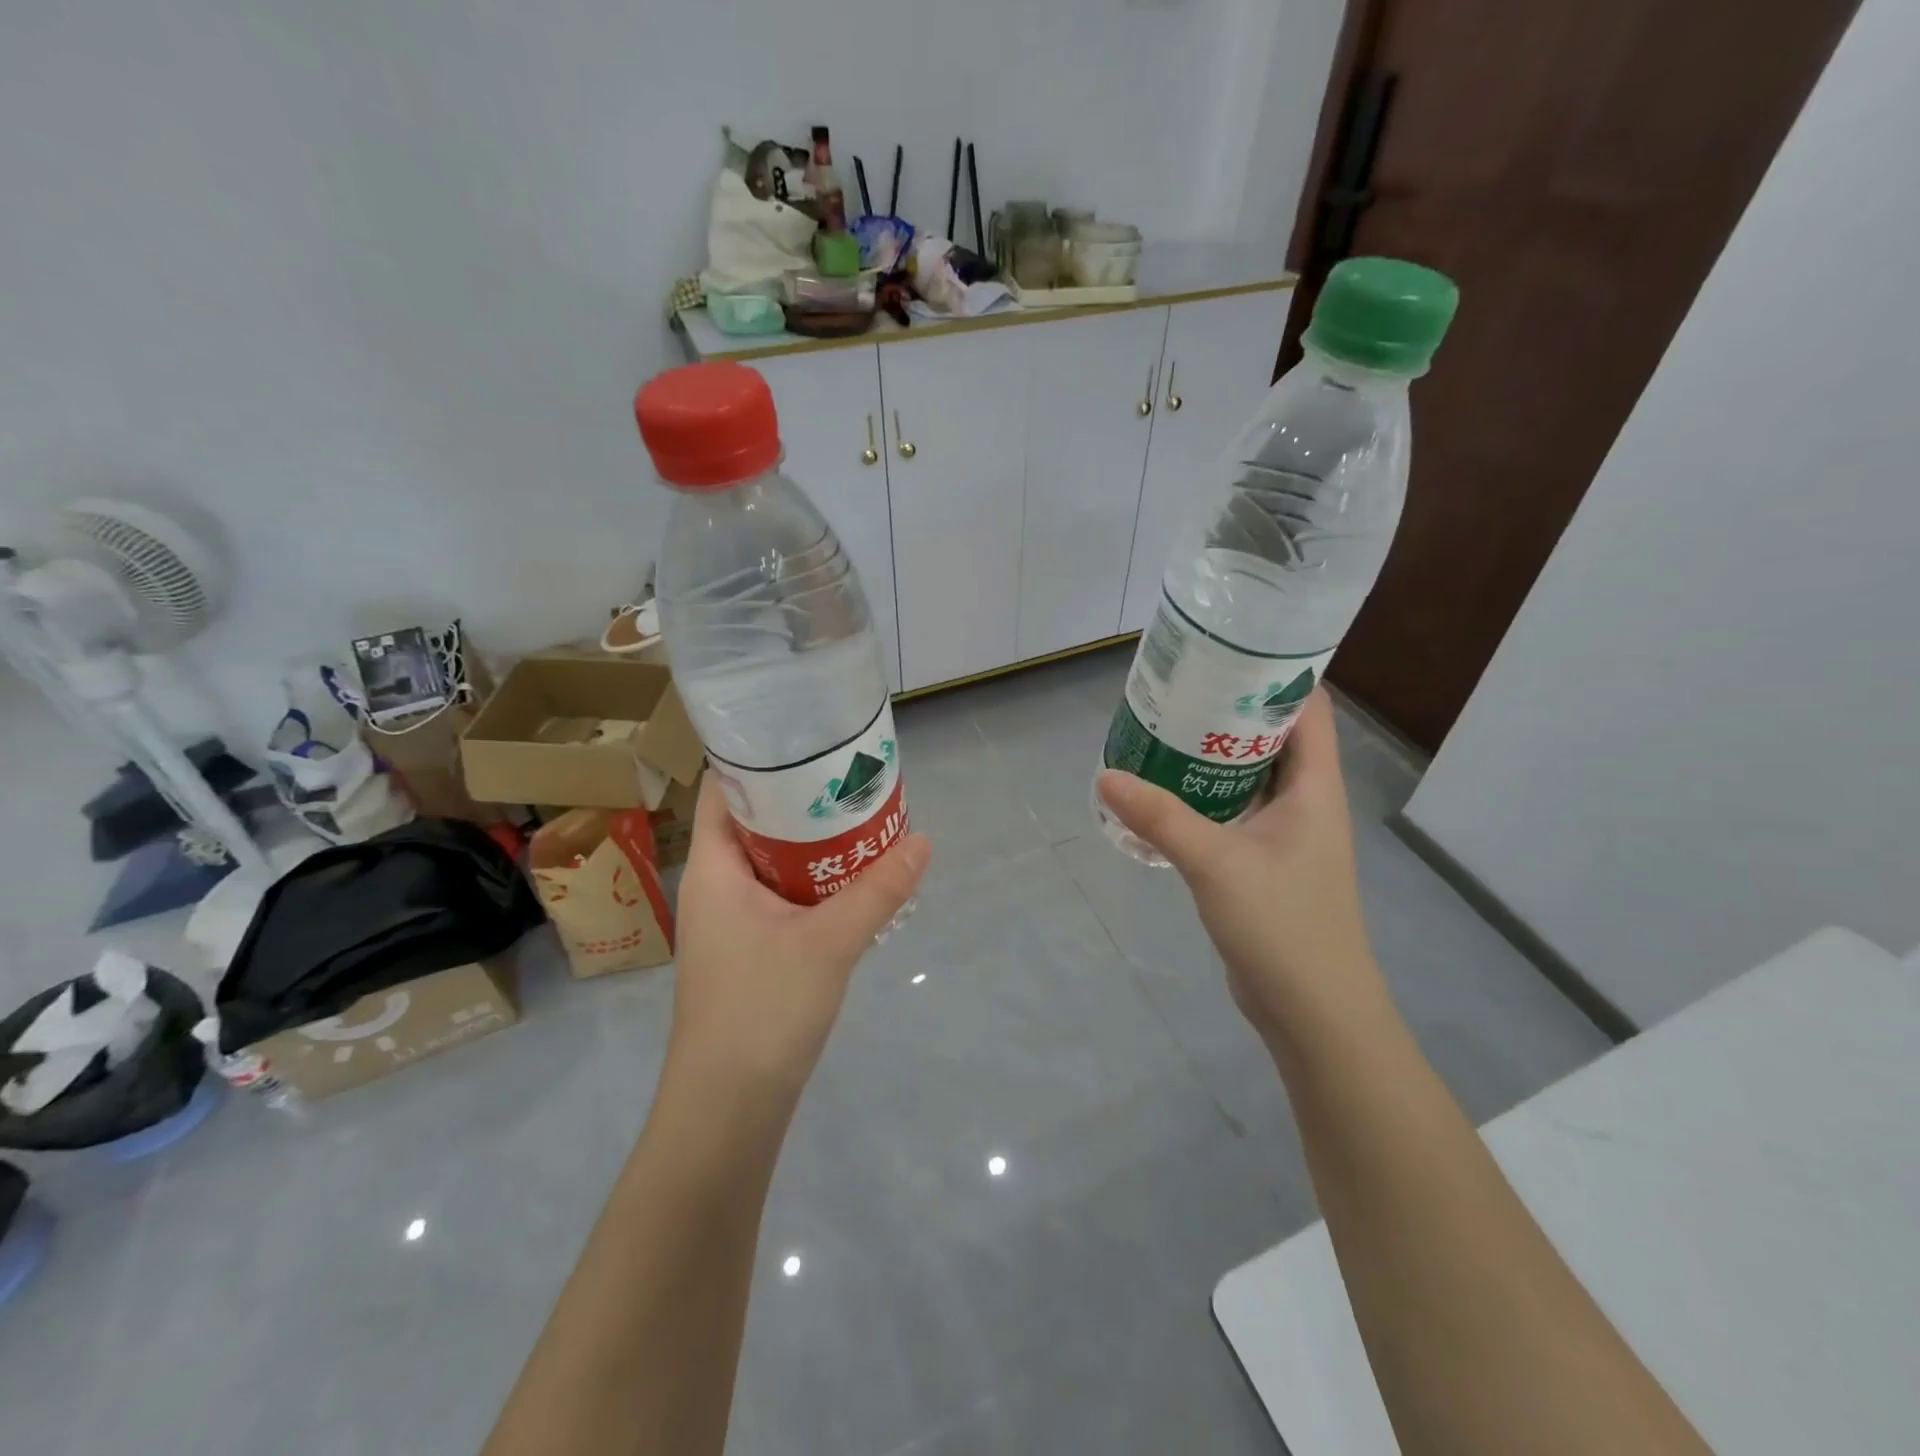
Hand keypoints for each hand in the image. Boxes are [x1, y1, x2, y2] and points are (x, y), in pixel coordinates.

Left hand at [668, 775, 929, 1101]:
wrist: (728, 1108)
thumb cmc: (762, 1009)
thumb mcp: (829, 943)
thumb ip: (878, 890)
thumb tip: (923, 841)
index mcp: (714, 869)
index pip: (722, 790)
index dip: (757, 760)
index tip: (807, 740)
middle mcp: (715, 887)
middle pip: (753, 823)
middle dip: (800, 799)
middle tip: (851, 777)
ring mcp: (730, 923)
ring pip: (771, 863)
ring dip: (811, 843)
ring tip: (860, 819)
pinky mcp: (749, 952)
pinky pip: (781, 897)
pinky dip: (812, 881)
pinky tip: (852, 881)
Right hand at [1097, 691, 1384, 1050]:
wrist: (1312, 1011)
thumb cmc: (1283, 926)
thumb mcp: (1216, 863)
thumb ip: (1160, 817)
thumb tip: (1106, 776)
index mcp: (1315, 786)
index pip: (1306, 707)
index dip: (1273, 673)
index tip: (1224, 652)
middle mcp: (1305, 800)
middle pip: (1271, 736)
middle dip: (1227, 710)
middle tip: (1175, 689)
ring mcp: (1285, 833)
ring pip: (1248, 775)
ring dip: (1210, 754)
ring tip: (1161, 730)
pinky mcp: (1263, 861)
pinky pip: (1232, 810)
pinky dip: (1203, 794)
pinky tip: (1162, 793)